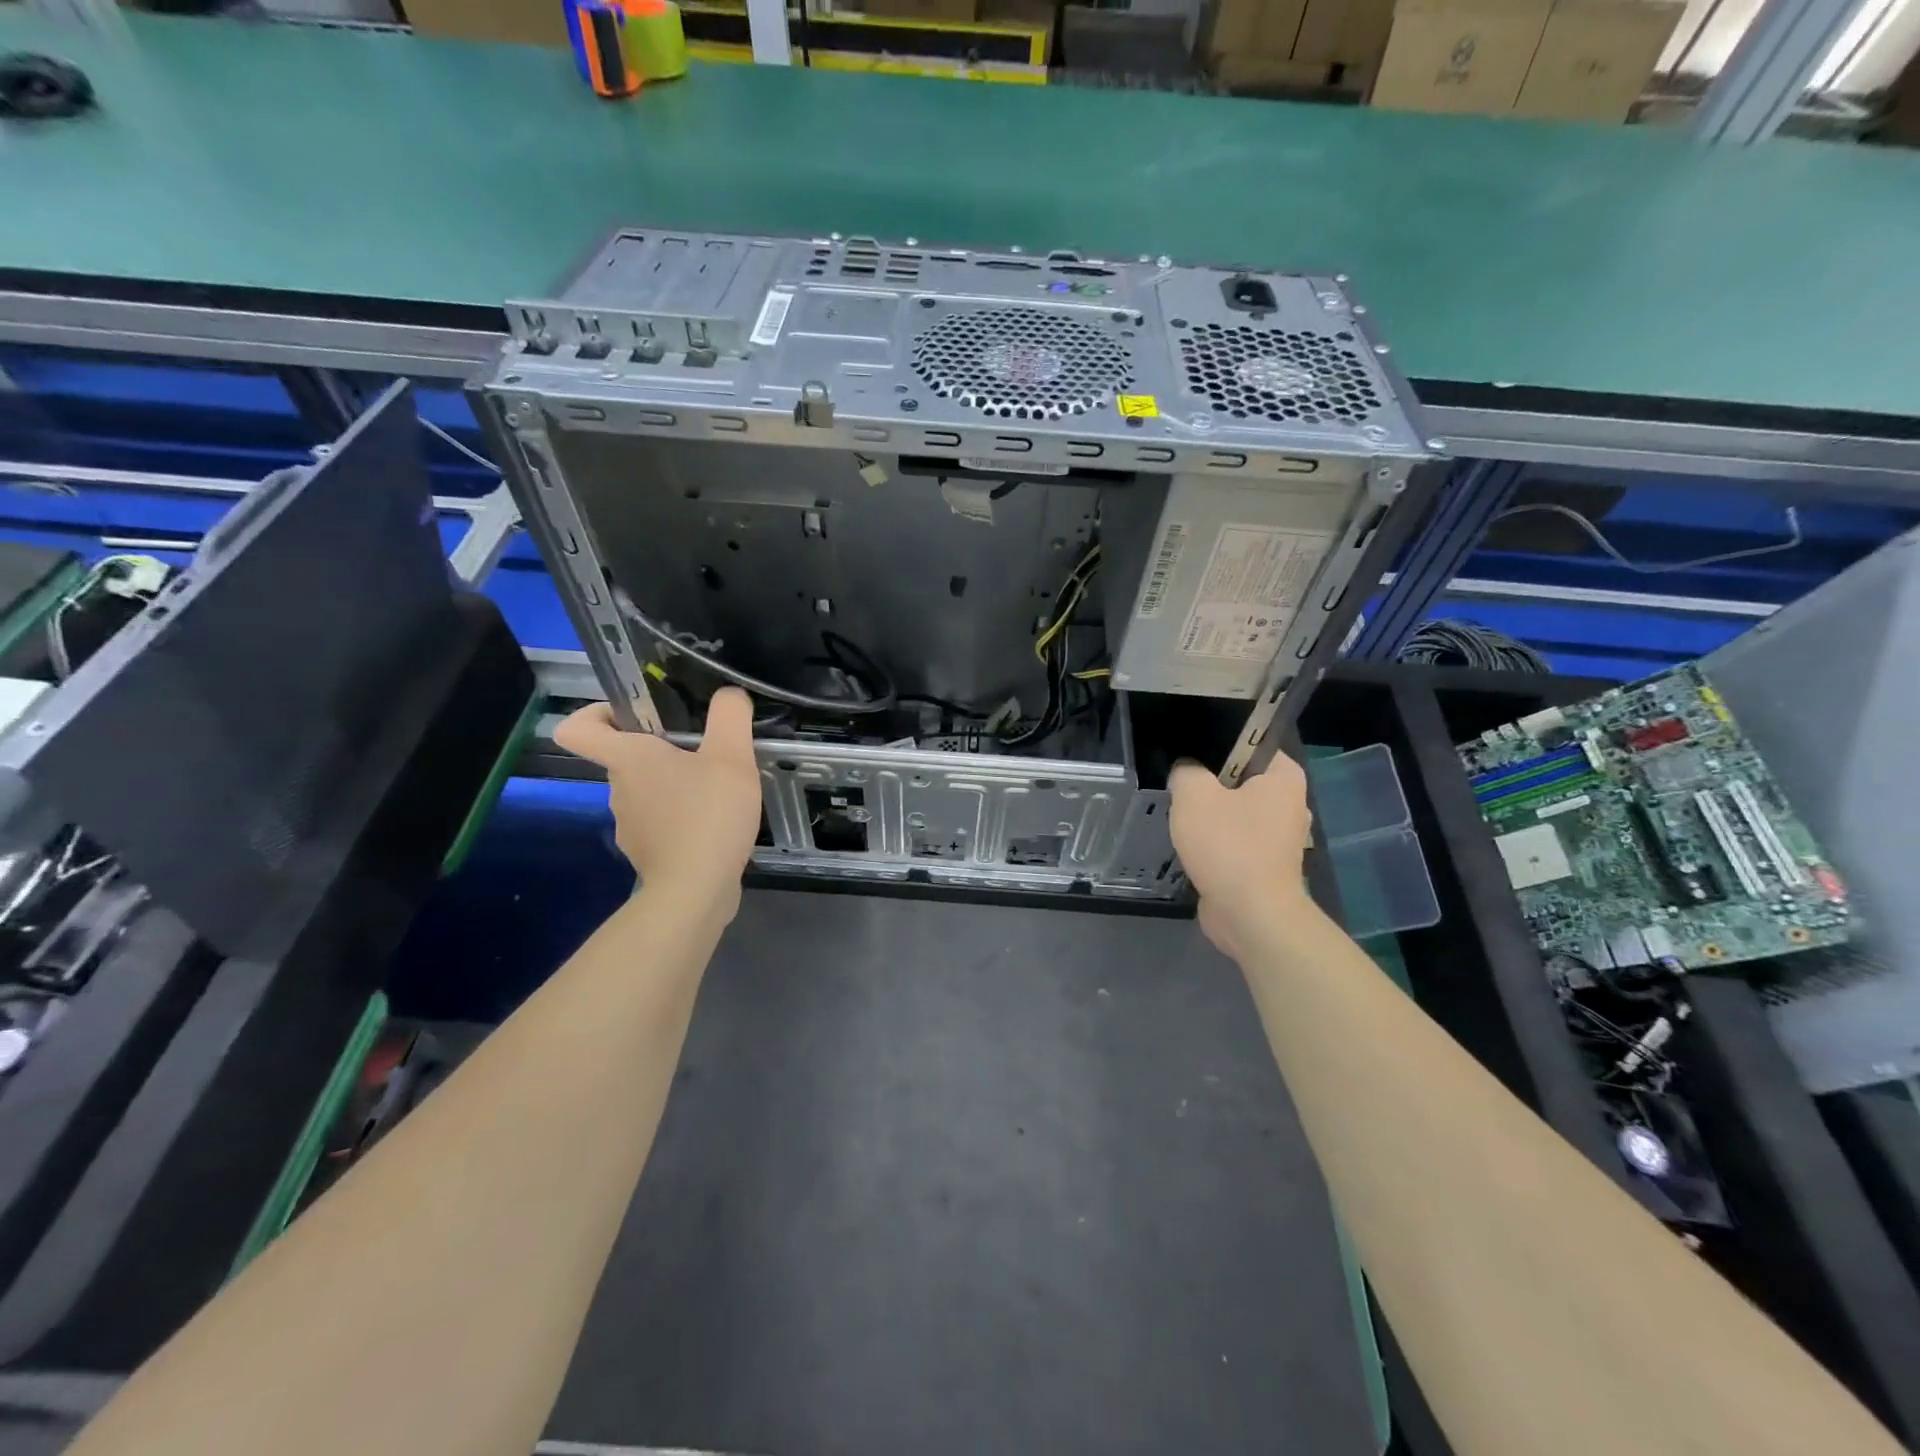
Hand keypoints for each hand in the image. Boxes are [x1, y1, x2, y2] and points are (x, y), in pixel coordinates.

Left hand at [555, 688, 763, 914]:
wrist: (696, 891)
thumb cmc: (707, 816)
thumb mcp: (731, 756)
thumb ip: (730, 716)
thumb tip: (729, 696)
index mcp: (627, 759)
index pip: (577, 728)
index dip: (595, 713)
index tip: (632, 714)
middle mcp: (618, 790)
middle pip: (625, 758)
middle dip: (662, 750)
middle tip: (705, 752)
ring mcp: (629, 825)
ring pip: (647, 792)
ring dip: (677, 786)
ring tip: (718, 791)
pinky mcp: (647, 852)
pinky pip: (661, 823)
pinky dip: (683, 819)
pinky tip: (715, 824)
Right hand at [1170, 755, 1312, 959]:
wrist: (1250, 915)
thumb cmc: (1228, 845)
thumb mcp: (1193, 795)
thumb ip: (1186, 772)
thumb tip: (1186, 772)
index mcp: (1284, 777)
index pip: (1250, 744)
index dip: (1216, 746)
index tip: (1188, 756)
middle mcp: (1289, 803)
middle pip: (1239, 780)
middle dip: (1210, 785)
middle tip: (1180, 789)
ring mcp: (1280, 838)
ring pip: (1235, 813)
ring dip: (1210, 818)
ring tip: (1182, 820)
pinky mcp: (1266, 865)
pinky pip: (1234, 841)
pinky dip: (1215, 844)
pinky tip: (1192, 848)